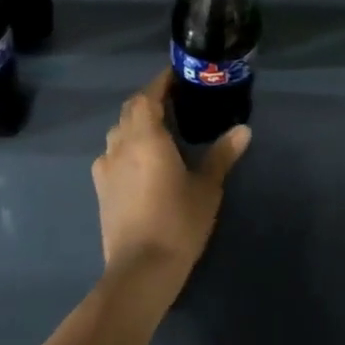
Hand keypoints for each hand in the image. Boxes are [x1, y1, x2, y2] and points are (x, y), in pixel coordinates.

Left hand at [92, 70, 250, 285]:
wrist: (141, 269)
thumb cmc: (178, 222)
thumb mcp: (207, 187)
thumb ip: (222, 154)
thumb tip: (243, 130)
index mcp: (146, 137)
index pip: (148, 96)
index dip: (161, 82)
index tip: (178, 76)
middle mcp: (120, 145)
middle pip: (130, 111)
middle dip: (150, 100)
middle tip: (175, 101)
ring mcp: (106, 168)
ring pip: (118, 132)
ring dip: (136, 123)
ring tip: (161, 129)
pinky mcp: (101, 189)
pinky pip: (112, 155)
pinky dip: (127, 147)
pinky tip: (142, 161)